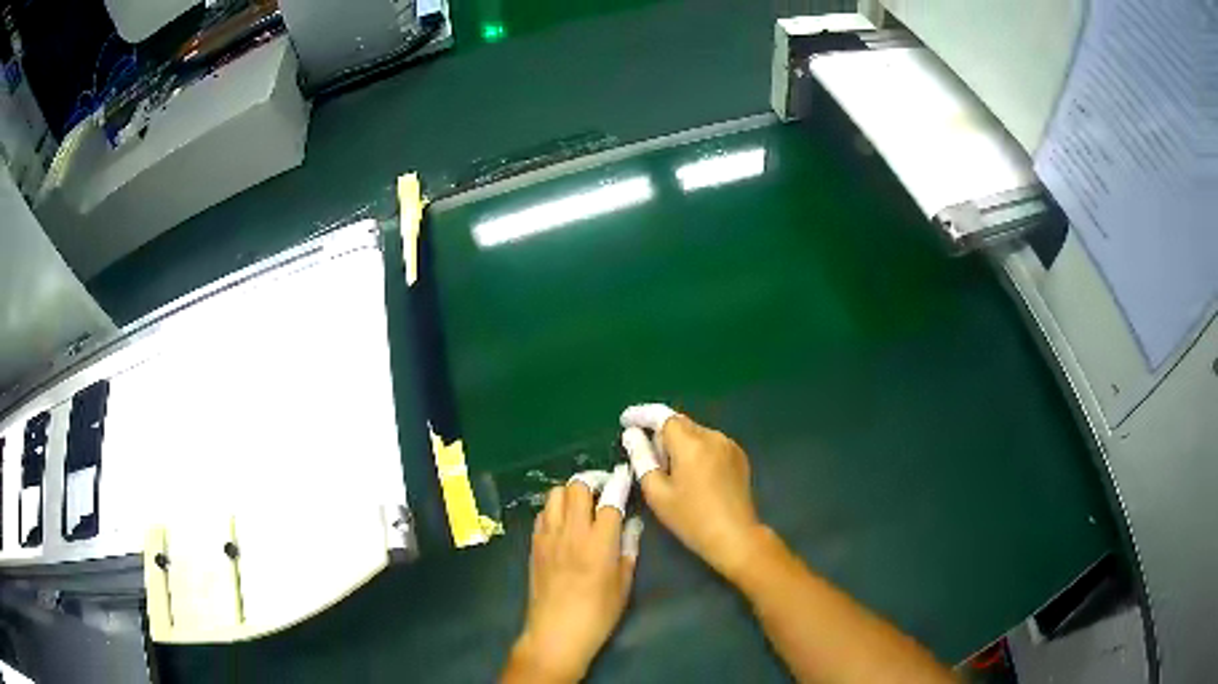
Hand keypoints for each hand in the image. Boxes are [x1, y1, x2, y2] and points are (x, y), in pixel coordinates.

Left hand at [505, 466, 640, 683]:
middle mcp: (572, 532)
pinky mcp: (534, 545)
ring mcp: (548, 536)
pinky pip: (542, 513)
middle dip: (592, 484)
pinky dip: (554, 510)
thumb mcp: (623, 585)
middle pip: (577, 487)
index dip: (619, 484)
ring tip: (581, 507)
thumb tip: (631, 525)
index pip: (610, 500)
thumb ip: (628, 550)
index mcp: (599, 542)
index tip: (624, 476)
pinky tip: (563, 524)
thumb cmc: (598, 614)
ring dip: (570, 494)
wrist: (556, 633)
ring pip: (555, 494)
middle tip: (602, 493)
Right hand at [620, 404, 764, 581]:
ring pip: (695, 433)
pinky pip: (710, 443)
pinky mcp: (739, 456)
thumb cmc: (691, 518)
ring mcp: (729, 445)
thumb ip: (642, 458)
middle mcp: (712, 436)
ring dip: (679, 443)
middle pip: (680, 423)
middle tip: (647, 457)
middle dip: (660, 433)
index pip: (662, 416)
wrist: (735, 536)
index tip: (626, 421)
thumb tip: (632, 435)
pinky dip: (696, 450)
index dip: (642, 415)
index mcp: (691, 444)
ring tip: (671, 470)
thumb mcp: (657, 492)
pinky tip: (693, 475)